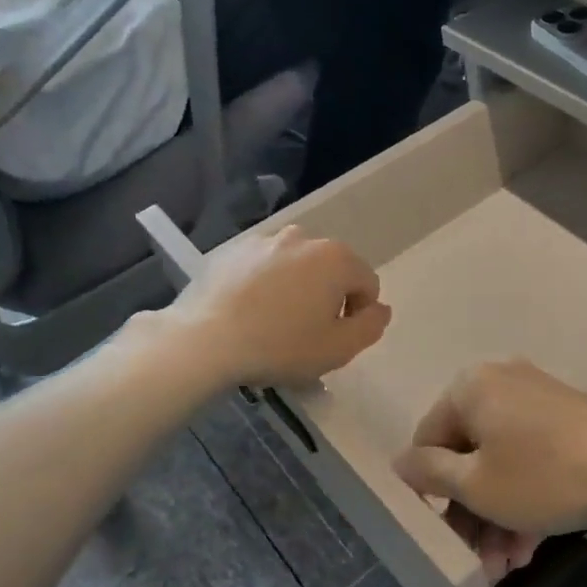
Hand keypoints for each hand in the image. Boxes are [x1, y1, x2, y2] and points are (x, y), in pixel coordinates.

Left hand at [169, 225, 389, 387]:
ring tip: (276, 321)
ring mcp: (266, 240)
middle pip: (332, 270)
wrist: (206, 341)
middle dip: (328, 297)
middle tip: (306, 332)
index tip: (334, 337)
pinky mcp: (233, 250)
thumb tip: (380, 309)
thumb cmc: (281, 346)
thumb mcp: (339, 349)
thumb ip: (371, 326)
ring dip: (297, 287)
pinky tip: (250, 311)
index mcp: (337, 259)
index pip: (367, 284)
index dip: (358, 314)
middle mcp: (305, 238)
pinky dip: (266, 283)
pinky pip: (264, 266)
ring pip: (297, 265)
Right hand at [392, 361, 586, 564]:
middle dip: (470, 513)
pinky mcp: (568, 420)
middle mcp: (502, 383)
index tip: (441, 532)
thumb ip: (429, 472)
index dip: (429, 490)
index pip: (428, 438)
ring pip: (502, 463)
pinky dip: (525, 498)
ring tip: (506, 566)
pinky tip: (529, 545)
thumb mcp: (474, 485)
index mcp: (471, 387)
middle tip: (477, 560)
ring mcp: (539, 400)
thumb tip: (400, 461)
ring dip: (497, 516)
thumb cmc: (541, 477)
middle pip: (469, 454)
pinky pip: (531, 459)